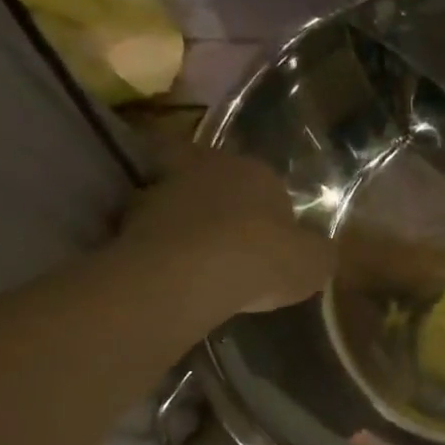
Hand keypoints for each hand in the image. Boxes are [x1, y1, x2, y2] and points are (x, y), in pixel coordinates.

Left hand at [112, 146, 335, 317]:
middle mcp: (207, 169)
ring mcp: (161, 190)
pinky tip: (174, 275)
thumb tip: (318, 249)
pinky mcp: (127, 220)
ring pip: (179, 203)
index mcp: (257, 171)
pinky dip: (161, 248)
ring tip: (198, 262)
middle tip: (231, 240)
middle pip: (216, 183)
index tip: (272, 236)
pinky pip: (153, 234)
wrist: (188, 275)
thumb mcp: (315, 262)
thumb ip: (318, 251)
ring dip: (186, 225)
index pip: (267, 182)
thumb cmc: (263, 258)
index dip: (269, 208)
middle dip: (221, 206)